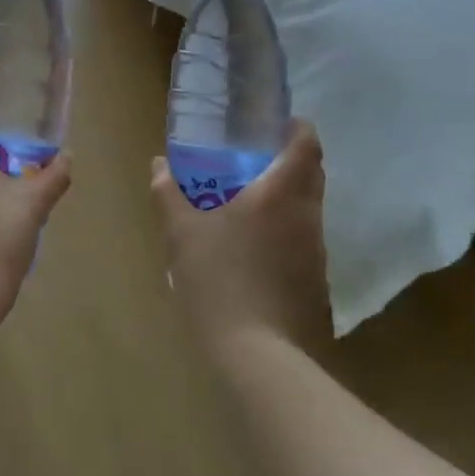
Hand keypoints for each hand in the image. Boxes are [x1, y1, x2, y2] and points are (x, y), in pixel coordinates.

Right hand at [151, 120, 329, 351]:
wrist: (258, 354)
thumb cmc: (218, 280)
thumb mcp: (182, 233)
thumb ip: (169, 193)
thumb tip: (158, 164)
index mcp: (280, 193)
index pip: (306, 144)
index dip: (298, 127)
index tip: (278, 121)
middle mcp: (306, 215)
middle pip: (312, 173)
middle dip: (291, 159)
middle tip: (256, 155)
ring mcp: (316, 250)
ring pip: (308, 208)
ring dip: (288, 196)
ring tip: (249, 200)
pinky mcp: (316, 281)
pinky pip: (303, 239)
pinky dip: (286, 229)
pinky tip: (255, 246)